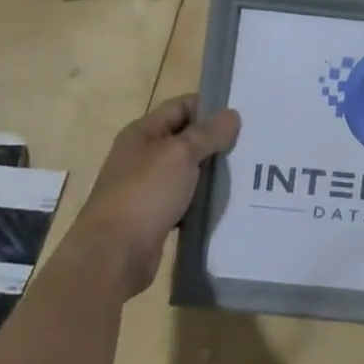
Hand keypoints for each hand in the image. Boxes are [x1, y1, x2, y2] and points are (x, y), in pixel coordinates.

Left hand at [80, 95, 239, 295]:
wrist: (112, 257)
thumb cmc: (144, 194)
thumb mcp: (180, 155)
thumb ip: (208, 133)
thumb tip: (232, 115)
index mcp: (143, 133)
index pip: (181, 106)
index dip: (210, 106)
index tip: (242, 114)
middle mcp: (142, 156)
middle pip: (186, 139)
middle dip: (215, 140)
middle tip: (251, 143)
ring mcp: (147, 188)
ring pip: (187, 171)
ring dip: (212, 172)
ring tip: (247, 171)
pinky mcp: (154, 216)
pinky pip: (185, 200)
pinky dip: (202, 200)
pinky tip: (227, 202)